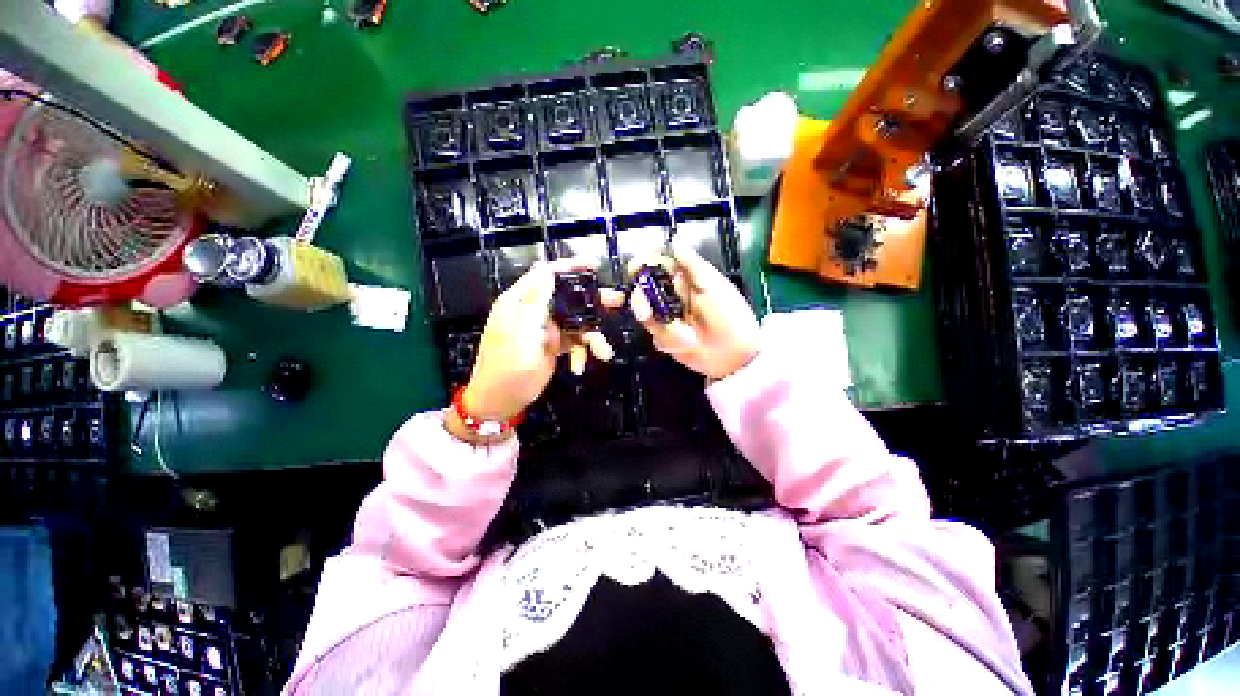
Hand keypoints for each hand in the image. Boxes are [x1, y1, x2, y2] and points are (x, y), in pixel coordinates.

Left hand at [461, 259, 624, 422]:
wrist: (501, 402)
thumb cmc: (507, 369)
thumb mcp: (521, 335)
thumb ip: (535, 303)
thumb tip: (545, 270)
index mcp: (521, 302)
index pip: (545, 275)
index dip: (570, 267)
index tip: (594, 265)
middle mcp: (535, 311)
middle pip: (568, 298)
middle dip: (593, 302)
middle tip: (617, 301)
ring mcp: (546, 329)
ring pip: (576, 322)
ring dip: (591, 336)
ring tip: (603, 352)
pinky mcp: (553, 345)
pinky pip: (574, 341)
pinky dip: (580, 352)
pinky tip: (578, 367)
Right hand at [628, 243, 760, 379]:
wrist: (737, 356)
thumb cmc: (731, 316)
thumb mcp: (715, 287)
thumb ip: (693, 266)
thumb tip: (674, 242)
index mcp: (685, 279)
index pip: (657, 265)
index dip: (643, 264)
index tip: (634, 269)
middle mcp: (673, 297)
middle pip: (644, 291)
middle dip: (641, 301)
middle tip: (645, 313)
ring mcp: (668, 318)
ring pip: (648, 316)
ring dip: (662, 327)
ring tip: (685, 338)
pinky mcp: (667, 338)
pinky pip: (656, 336)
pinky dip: (668, 341)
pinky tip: (686, 345)